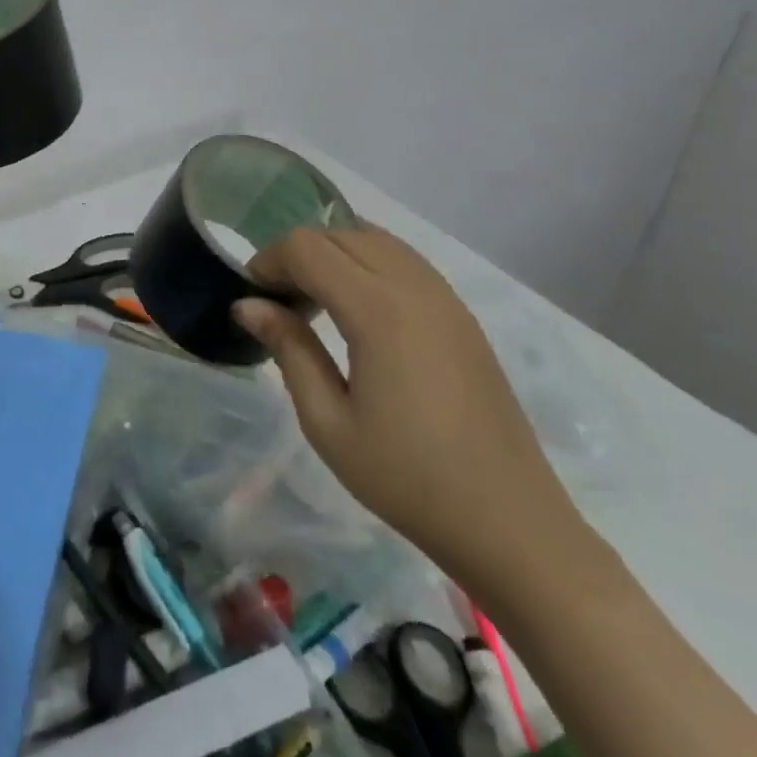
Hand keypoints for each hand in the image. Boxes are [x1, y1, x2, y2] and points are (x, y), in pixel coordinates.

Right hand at [233, 227, 584, 588]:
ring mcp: (446, 298)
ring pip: (376, 239)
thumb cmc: (407, 478)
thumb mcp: (328, 422)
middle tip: (277, 301)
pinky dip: (367, 264)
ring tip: (314, 301)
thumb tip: (247, 304)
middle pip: (340, 234)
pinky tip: (357, 311)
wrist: (509, 523)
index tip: (251, 295)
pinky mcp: (462, 315)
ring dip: (334, 254)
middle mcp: (415, 288)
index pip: (308, 247)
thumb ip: (289, 349)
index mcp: (379, 312)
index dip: (269, 260)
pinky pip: (405, 261)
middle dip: (297, 253)